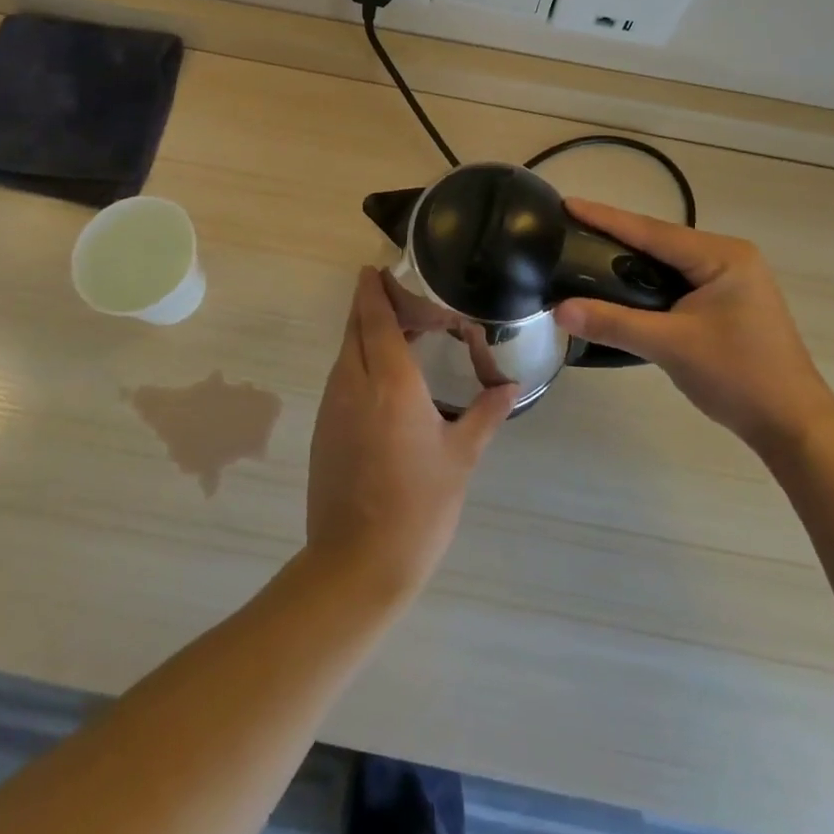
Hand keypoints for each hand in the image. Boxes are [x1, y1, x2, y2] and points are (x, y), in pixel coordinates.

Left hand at [306, 268, 517, 602]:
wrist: (356, 564)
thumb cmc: (418, 507)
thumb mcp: (461, 458)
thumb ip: (485, 414)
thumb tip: (509, 387)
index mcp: (390, 383)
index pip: (375, 319)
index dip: (373, 290)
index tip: (375, 268)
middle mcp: (354, 383)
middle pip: (355, 328)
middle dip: (369, 304)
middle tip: (398, 295)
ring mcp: (333, 406)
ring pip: (346, 352)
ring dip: (364, 333)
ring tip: (397, 333)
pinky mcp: (324, 428)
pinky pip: (341, 377)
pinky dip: (358, 361)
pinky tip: (382, 377)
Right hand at [554, 200, 833, 458]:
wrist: (793, 425)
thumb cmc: (738, 377)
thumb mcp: (670, 346)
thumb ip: (613, 324)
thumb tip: (559, 311)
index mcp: (722, 256)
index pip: (651, 231)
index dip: (606, 218)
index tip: (568, 203)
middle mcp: (729, 257)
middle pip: (660, 240)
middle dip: (615, 234)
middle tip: (570, 227)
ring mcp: (733, 279)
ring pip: (669, 260)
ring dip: (631, 258)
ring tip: (587, 251)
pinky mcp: (729, 301)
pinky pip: (679, 279)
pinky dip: (648, 280)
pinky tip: (623, 284)